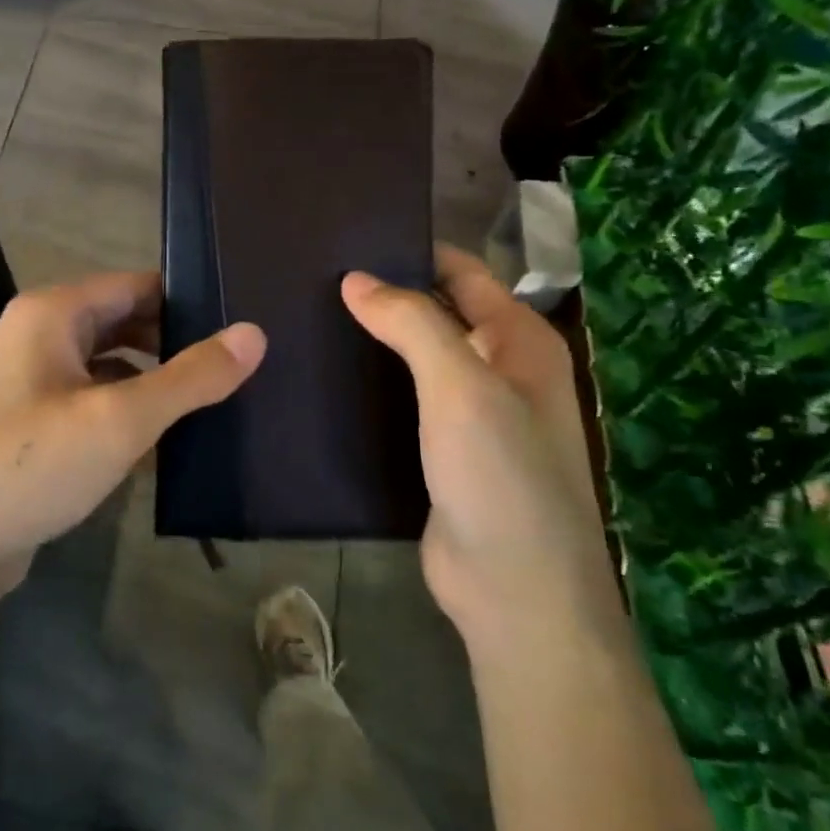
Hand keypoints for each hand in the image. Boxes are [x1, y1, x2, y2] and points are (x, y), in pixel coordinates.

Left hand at [0, 272, 265, 608]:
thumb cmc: (30, 466)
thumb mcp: (119, 419)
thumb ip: (189, 376)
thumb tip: (254, 333)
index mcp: (53, 312)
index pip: (138, 286)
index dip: (191, 303)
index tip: (243, 329)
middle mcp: (39, 335)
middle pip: (125, 323)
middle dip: (176, 345)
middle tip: (239, 371)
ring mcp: (32, 381)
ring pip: (110, 366)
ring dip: (155, 382)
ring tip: (216, 403)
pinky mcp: (33, 424)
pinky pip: (93, 402)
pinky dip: (128, 412)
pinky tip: (168, 440)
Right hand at [341, 244, 614, 656]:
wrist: (512, 591)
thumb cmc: (501, 476)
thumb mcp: (461, 386)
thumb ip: (412, 323)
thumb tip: (355, 278)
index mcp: (519, 341)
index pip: (462, 273)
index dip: (412, 253)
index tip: (348, 239)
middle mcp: (500, 370)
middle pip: (437, 313)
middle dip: (387, 296)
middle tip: (315, 278)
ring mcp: (471, 414)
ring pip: (417, 360)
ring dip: (375, 341)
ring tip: (309, 318)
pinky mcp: (441, 451)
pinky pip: (404, 402)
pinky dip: (373, 385)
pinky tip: (327, 377)